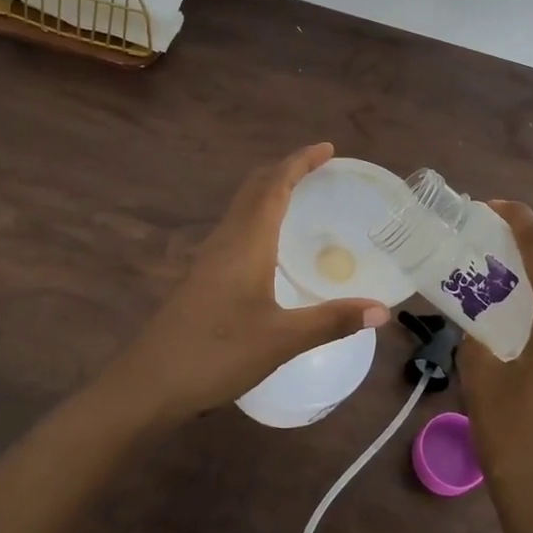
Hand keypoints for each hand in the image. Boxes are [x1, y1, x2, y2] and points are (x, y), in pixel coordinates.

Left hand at [103, 143, 391, 429]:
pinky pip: (236, 229)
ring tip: (301, 196)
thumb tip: (382, 310)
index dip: (299, 162)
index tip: (327, 148)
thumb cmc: (217, 354)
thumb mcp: (282, 340)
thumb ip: (332, 321)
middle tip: (319, 167)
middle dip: (285, 170)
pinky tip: (271, 245)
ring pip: (242, 208)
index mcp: (246, 242)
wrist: (149, 383)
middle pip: (254, 188)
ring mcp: (209, 258)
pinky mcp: (202, 277)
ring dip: (270, 191)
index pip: (274, 186)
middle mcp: (226, 240)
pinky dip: (259, 217)